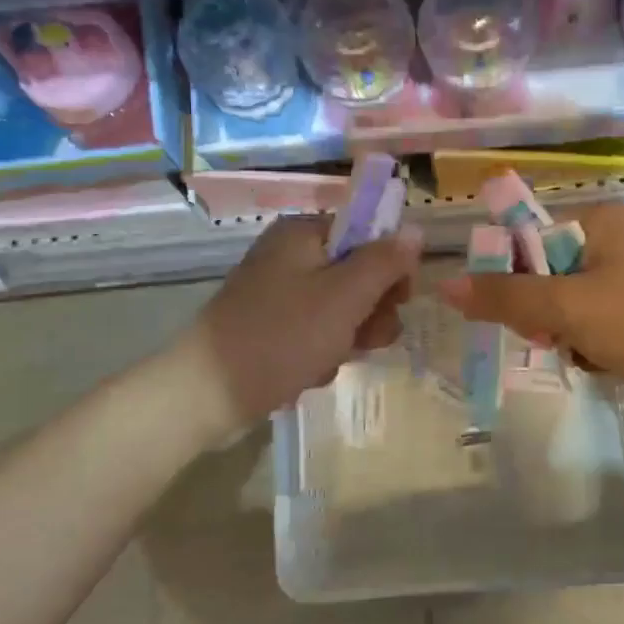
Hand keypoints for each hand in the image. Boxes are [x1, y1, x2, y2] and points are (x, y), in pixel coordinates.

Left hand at [193, 214, 422, 429]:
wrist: (209, 392)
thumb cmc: (282, 336)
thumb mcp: (344, 297)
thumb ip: (384, 262)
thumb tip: (415, 230)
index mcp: (303, 234)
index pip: (367, 234)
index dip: (391, 266)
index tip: (400, 300)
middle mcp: (289, 256)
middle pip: (356, 274)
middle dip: (368, 312)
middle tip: (366, 340)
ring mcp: (278, 294)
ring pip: (340, 310)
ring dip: (347, 338)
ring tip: (329, 361)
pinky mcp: (270, 327)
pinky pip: (315, 333)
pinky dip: (320, 353)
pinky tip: (309, 373)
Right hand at [437, 203, 623, 424]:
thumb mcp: (566, 308)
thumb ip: (504, 297)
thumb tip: (444, 285)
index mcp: (601, 220)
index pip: (529, 238)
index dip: (511, 277)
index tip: (515, 314)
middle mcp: (619, 239)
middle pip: (547, 275)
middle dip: (544, 315)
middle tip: (554, 339)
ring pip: (570, 305)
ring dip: (567, 335)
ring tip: (586, 355)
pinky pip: (598, 323)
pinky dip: (593, 345)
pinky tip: (606, 363)